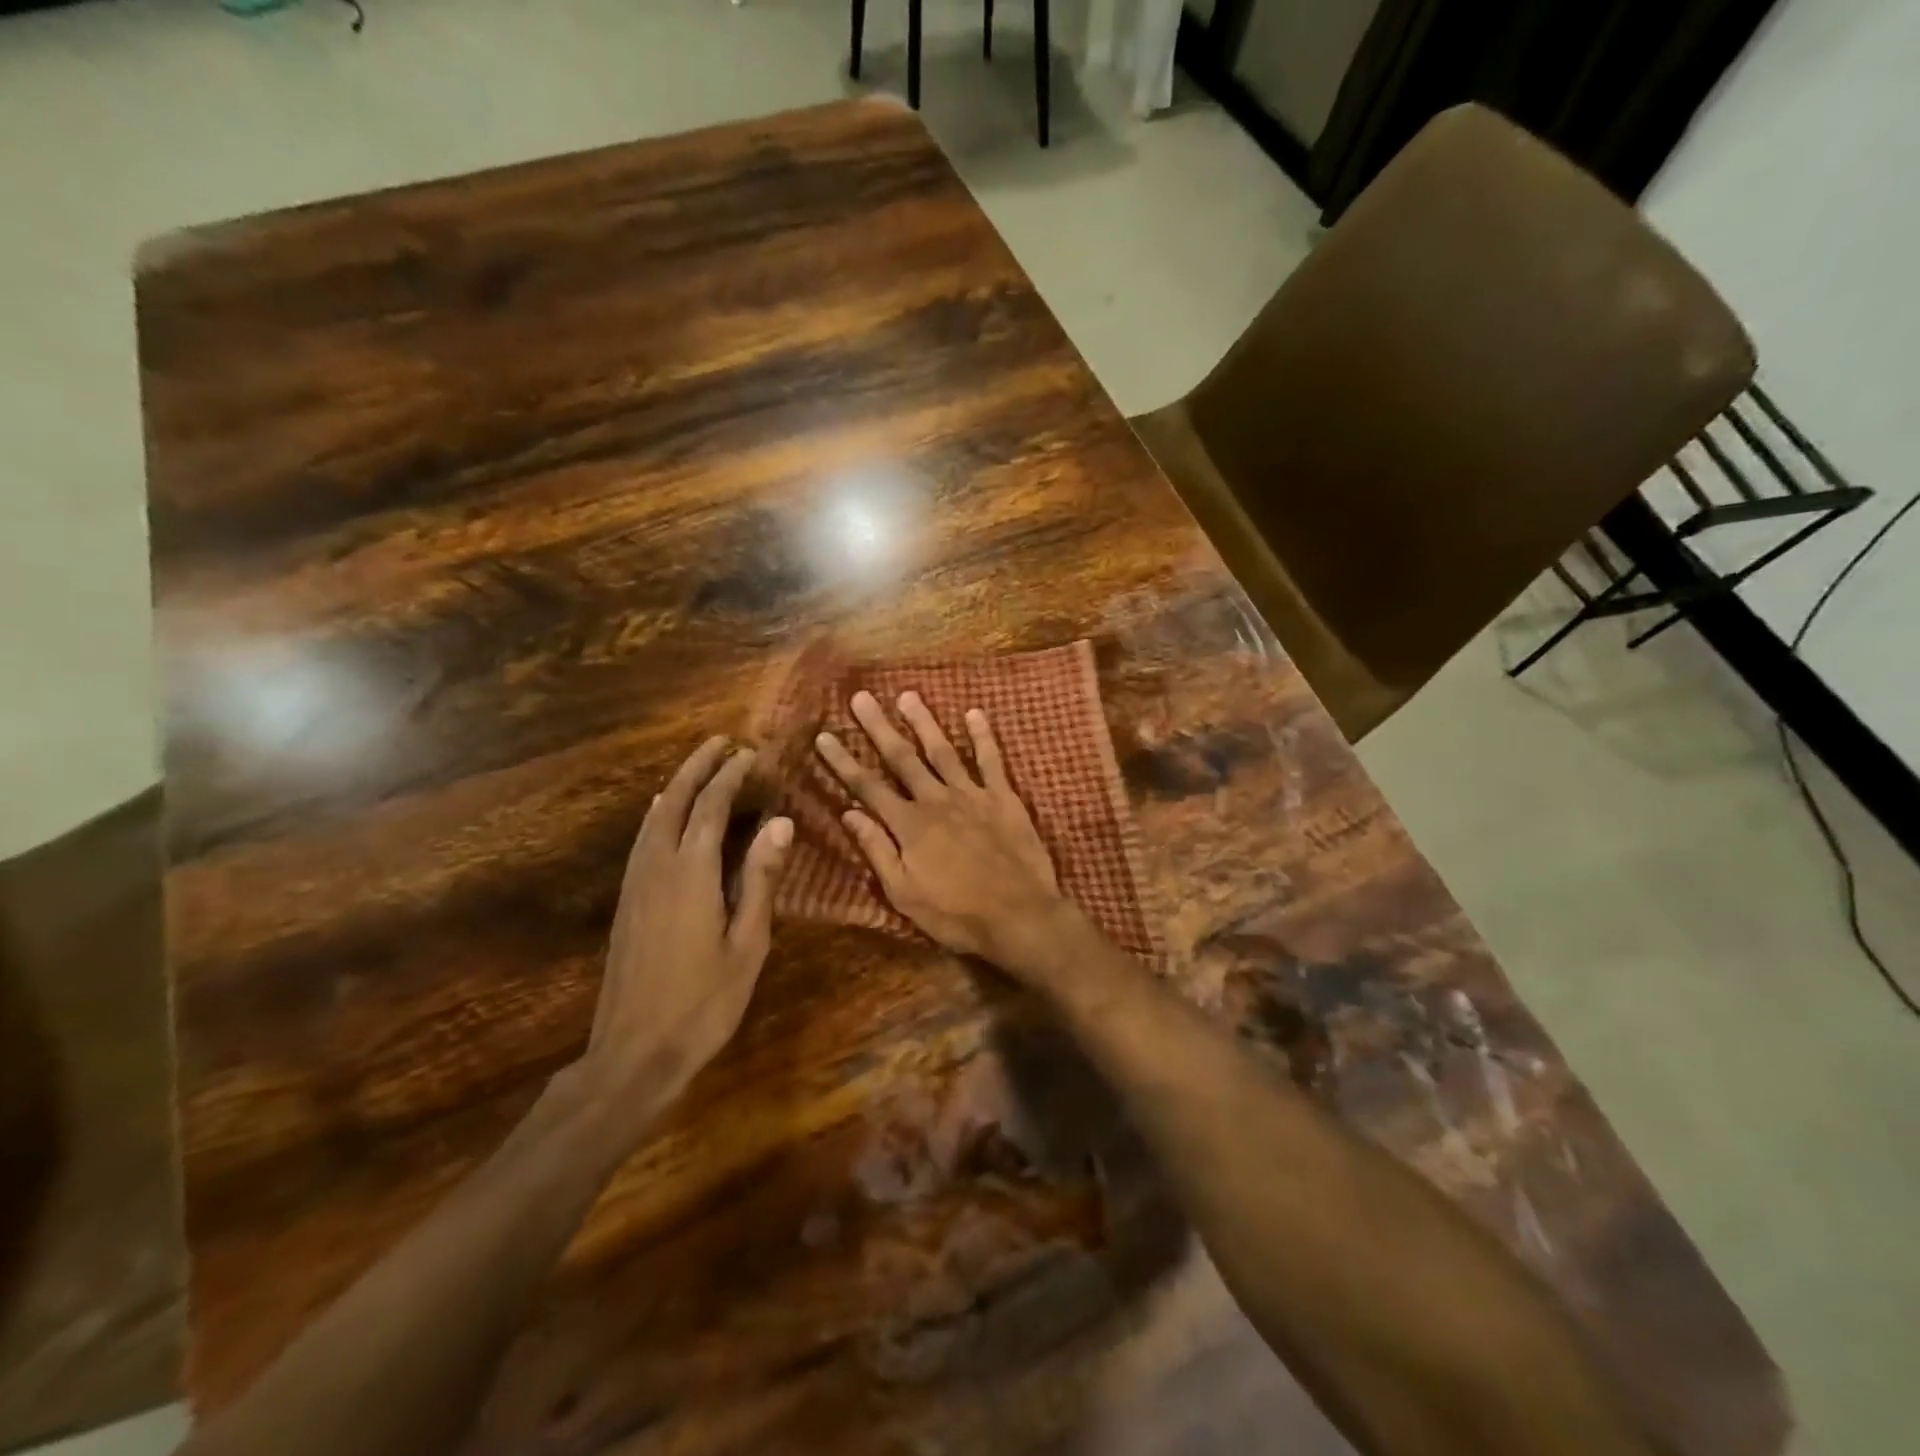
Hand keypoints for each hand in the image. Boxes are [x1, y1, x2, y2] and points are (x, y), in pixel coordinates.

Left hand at [580, 738, 791, 1125]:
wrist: (634, 1052)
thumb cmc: (704, 1002)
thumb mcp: (747, 943)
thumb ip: (761, 878)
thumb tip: (781, 822)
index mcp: (691, 873)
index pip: (711, 807)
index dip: (731, 776)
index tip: (750, 754)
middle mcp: (657, 866)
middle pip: (675, 801)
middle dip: (698, 767)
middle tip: (721, 742)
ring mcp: (635, 883)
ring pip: (653, 818)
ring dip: (677, 785)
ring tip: (698, 767)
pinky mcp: (626, 901)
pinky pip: (642, 839)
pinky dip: (658, 814)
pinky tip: (664, 815)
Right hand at [815, 691, 1073, 975]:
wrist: (1020, 915)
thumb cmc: (956, 914)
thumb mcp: (904, 893)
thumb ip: (877, 850)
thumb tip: (849, 813)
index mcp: (909, 825)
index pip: (867, 786)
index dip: (843, 761)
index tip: (823, 735)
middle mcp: (936, 800)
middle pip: (901, 758)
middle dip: (878, 727)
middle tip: (861, 697)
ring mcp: (972, 795)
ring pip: (942, 751)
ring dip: (924, 722)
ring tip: (908, 695)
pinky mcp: (1004, 798)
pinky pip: (991, 761)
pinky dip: (983, 736)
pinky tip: (974, 713)